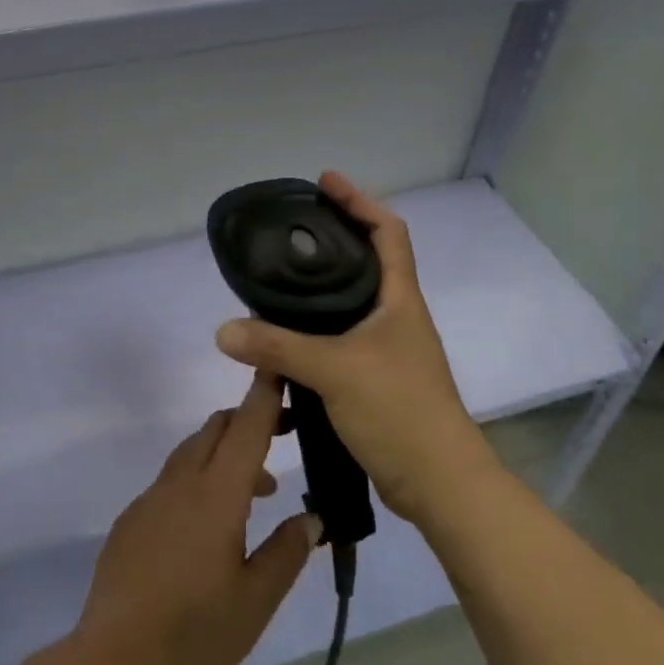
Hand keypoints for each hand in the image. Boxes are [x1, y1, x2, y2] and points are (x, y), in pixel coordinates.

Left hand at [72, 375, 319, 664]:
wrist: (114, 663)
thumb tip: (313, 517)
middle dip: (249, 420)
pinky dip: (200, 479)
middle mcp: (180, 483)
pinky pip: (172, 481)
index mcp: (216, 495)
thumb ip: (287, 552)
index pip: (246, 428)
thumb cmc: (196, 634)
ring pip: (192, 452)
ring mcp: (150, 499)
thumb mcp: (256, 600)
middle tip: (284, 435)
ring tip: (259, 491)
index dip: (265, 395)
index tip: (280, 365)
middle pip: (216, 430)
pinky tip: (211, 524)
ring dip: (226, 454)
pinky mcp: (132, 519)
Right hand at [214, 170, 487, 522]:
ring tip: (275, 286)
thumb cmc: (399, 411)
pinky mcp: (373, 381)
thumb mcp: (334, 371)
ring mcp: (386, 351)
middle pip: (365, 263)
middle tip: (288, 232)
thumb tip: (224, 330)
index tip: (325, 181)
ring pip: (347, 308)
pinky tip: (279, 351)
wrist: (439, 483)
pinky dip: (309, 341)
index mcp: (399, 300)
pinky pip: (336, 346)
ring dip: (315, 296)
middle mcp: (395, 318)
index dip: (359, 200)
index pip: (388, 231)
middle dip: (331, 242)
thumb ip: (277, 347)